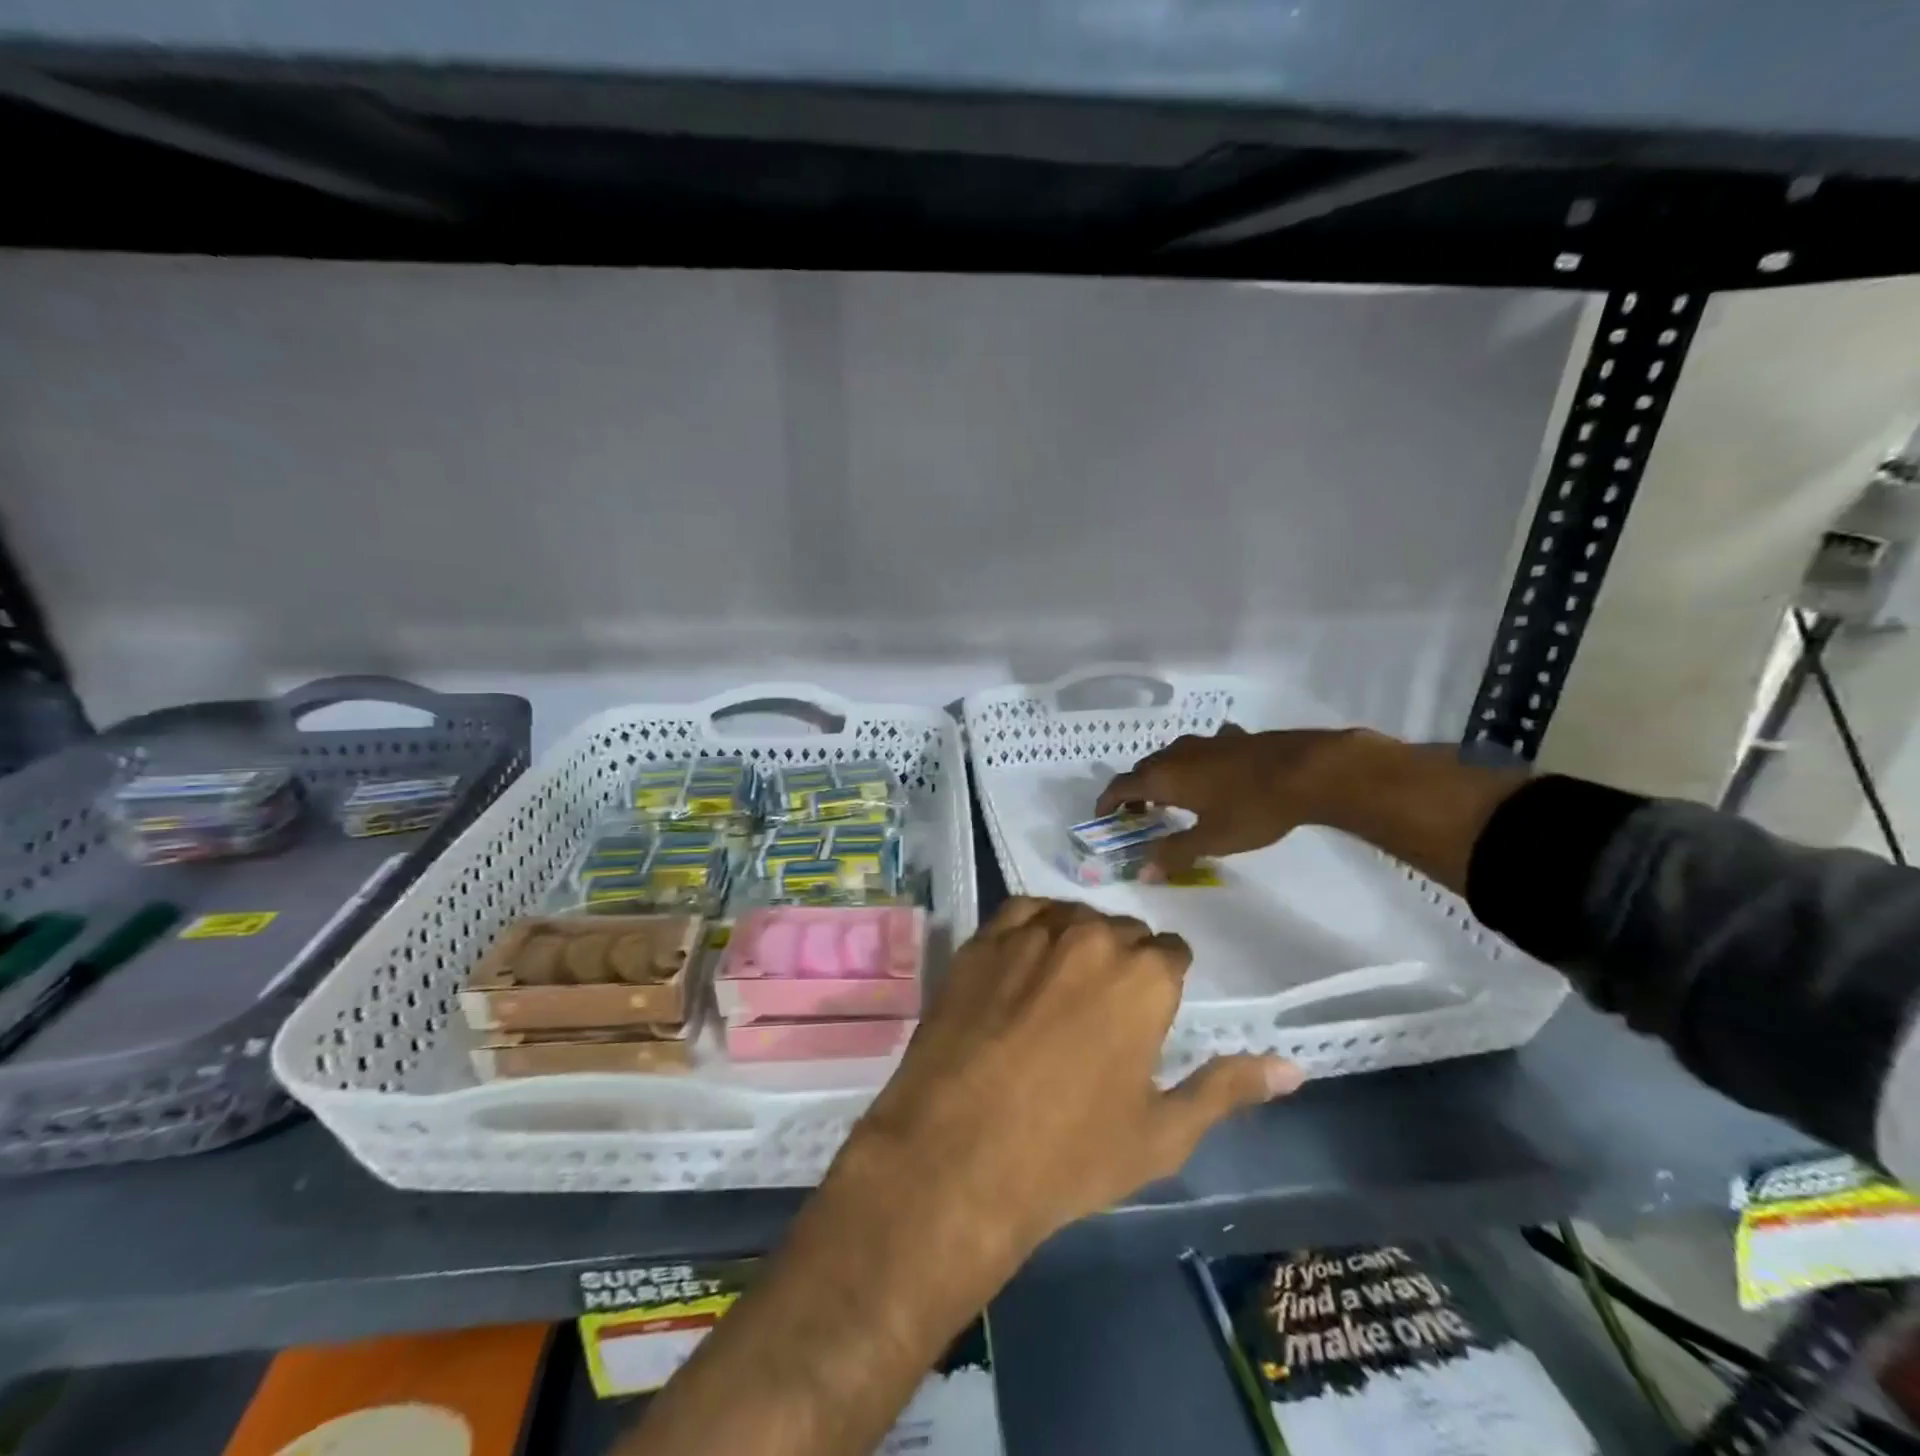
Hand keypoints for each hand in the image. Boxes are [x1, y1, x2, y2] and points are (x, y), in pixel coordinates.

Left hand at [849, 898, 1302, 1262]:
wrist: (958, 1154)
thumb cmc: (1070, 1153)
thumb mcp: (1162, 1133)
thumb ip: (1226, 1088)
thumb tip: (1293, 1067)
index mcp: (1144, 977)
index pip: (1171, 954)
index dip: (1163, 984)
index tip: (1147, 1015)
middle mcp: (1092, 938)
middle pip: (1122, 932)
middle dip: (1123, 963)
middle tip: (1102, 1012)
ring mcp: (1031, 933)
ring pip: (1073, 917)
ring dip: (1077, 941)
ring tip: (1062, 988)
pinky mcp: (982, 940)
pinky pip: (1021, 913)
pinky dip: (1034, 927)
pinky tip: (1027, 960)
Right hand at [1096, 724, 1358, 877]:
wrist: (1306, 770)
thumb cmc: (1252, 808)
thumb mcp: (1211, 839)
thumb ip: (1174, 853)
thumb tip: (1142, 872)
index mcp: (1164, 776)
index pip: (1121, 786)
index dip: (1107, 802)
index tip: (1102, 818)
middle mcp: (1177, 753)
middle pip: (1143, 770)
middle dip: (1134, 792)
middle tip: (1137, 816)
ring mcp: (1205, 741)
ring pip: (1170, 758)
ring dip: (1162, 778)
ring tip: (1170, 799)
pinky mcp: (1231, 739)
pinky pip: (1201, 752)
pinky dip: (1194, 766)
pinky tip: (1211, 776)